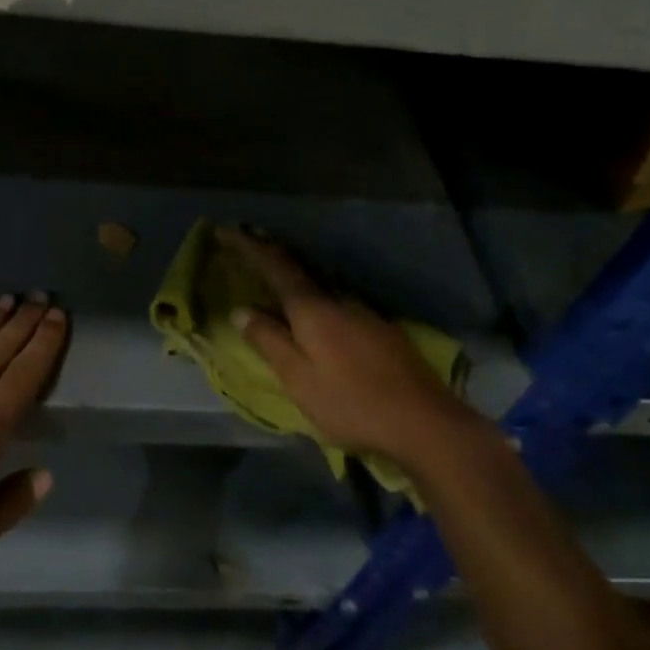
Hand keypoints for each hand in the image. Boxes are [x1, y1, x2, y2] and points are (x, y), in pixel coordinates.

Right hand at [219, 226, 465, 464]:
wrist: (425, 421)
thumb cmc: (352, 402)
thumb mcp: (299, 378)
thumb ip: (269, 341)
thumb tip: (241, 310)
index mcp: (311, 307)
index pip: (273, 264)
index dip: (247, 245)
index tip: (224, 229)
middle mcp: (337, 298)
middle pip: (297, 265)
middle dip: (269, 250)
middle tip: (246, 241)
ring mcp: (363, 310)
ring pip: (319, 281)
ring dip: (293, 271)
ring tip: (275, 272)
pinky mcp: (380, 327)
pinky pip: (336, 297)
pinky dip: (315, 292)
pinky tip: (317, 307)